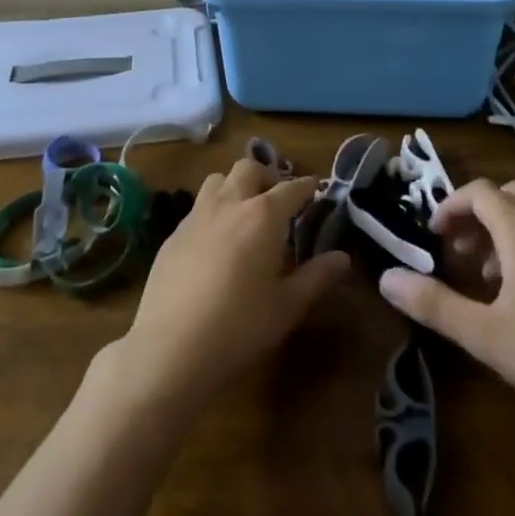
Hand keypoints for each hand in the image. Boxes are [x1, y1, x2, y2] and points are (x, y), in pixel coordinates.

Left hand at [108, 158, 350, 419]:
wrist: (172, 346)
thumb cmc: (240, 325)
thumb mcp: (287, 306)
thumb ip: (317, 276)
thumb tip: (342, 257)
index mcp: (263, 216)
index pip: (290, 189)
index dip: (306, 186)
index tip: (315, 189)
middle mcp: (229, 204)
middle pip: (248, 168)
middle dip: (267, 176)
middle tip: (277, 199)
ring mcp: (196, 216)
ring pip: (217, 180)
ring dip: (235, 186)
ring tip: (244, 211)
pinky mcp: (173, 234)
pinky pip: (197, 207)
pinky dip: (212, 211)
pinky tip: (214, 241)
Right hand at [378, 178, 514, 438]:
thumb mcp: (485, 336)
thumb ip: (433, 304)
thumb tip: (387, 279)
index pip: (480, 192)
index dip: (451, 205)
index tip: (435, 235)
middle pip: (511, 195)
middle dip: (480, 214)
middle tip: (464, 252)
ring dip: (510, 231)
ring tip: (497, 279)